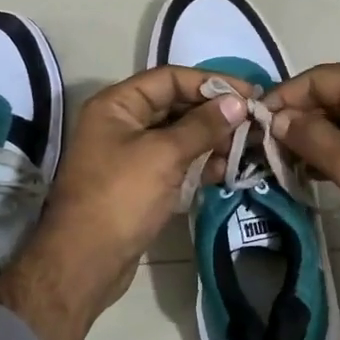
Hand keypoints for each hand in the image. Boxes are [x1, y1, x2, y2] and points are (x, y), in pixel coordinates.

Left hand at [0, 67, 248, 339]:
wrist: (85, 261)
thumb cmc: (121, 197)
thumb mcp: (164, 155)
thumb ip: (202, 126)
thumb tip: (238, 102)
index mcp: (117, 105)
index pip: (169, 78)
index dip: (210, 82)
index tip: (249, 94)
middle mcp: (121, 124)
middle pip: (175, 105)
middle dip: (214, 112)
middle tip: (254, 122)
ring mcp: (130, 155)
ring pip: (178, 136)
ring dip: (211, 139)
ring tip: (247, 147)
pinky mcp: (140, 183)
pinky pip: (175, 162)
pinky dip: (200, 163)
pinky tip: (227, 169)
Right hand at [264, 64, 339, 286]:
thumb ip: (310, 136)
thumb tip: (278, 119)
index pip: (321, 78)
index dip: (285, 98)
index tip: (257, 123)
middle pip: (337, 95)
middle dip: (302, 120)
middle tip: (271, 149)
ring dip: (322, 136)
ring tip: (291, 164)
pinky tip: (324, 169)